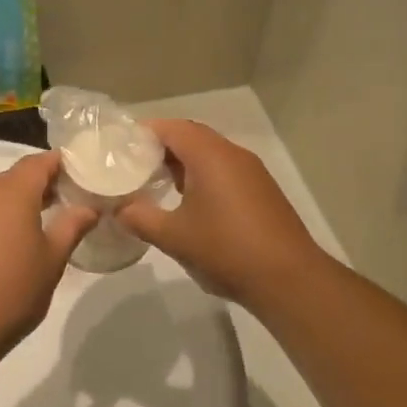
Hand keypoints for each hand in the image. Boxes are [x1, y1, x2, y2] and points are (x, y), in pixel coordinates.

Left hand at [0, 152, 95, 362]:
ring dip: (16, 202)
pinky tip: (7, 243)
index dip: (60, 163)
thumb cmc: (14, 290)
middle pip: (15, 176)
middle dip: (40, 183)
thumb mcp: (53, 259)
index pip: (39, 162)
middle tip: (66, 200)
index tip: (80, 173)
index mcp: (12, 193)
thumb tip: (89, 207)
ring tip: (39, 223)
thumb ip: (72, 226)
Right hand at [118, 121, 326, 306]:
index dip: (144, 132)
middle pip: (192, 137)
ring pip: (210, 155)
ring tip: (155, 184)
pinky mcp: (262, 192)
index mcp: (210, 156)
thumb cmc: (226, 250)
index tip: (120, 148)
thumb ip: (139, 218)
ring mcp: (252, 173)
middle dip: (161, 148)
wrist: (288, 278)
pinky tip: (188, 204)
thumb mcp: (173, 236)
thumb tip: (118, 208)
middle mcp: (233, 155)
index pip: (172, 128)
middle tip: (132, 166)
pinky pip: (225, 172)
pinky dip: (202, 178)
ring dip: (183, 164)